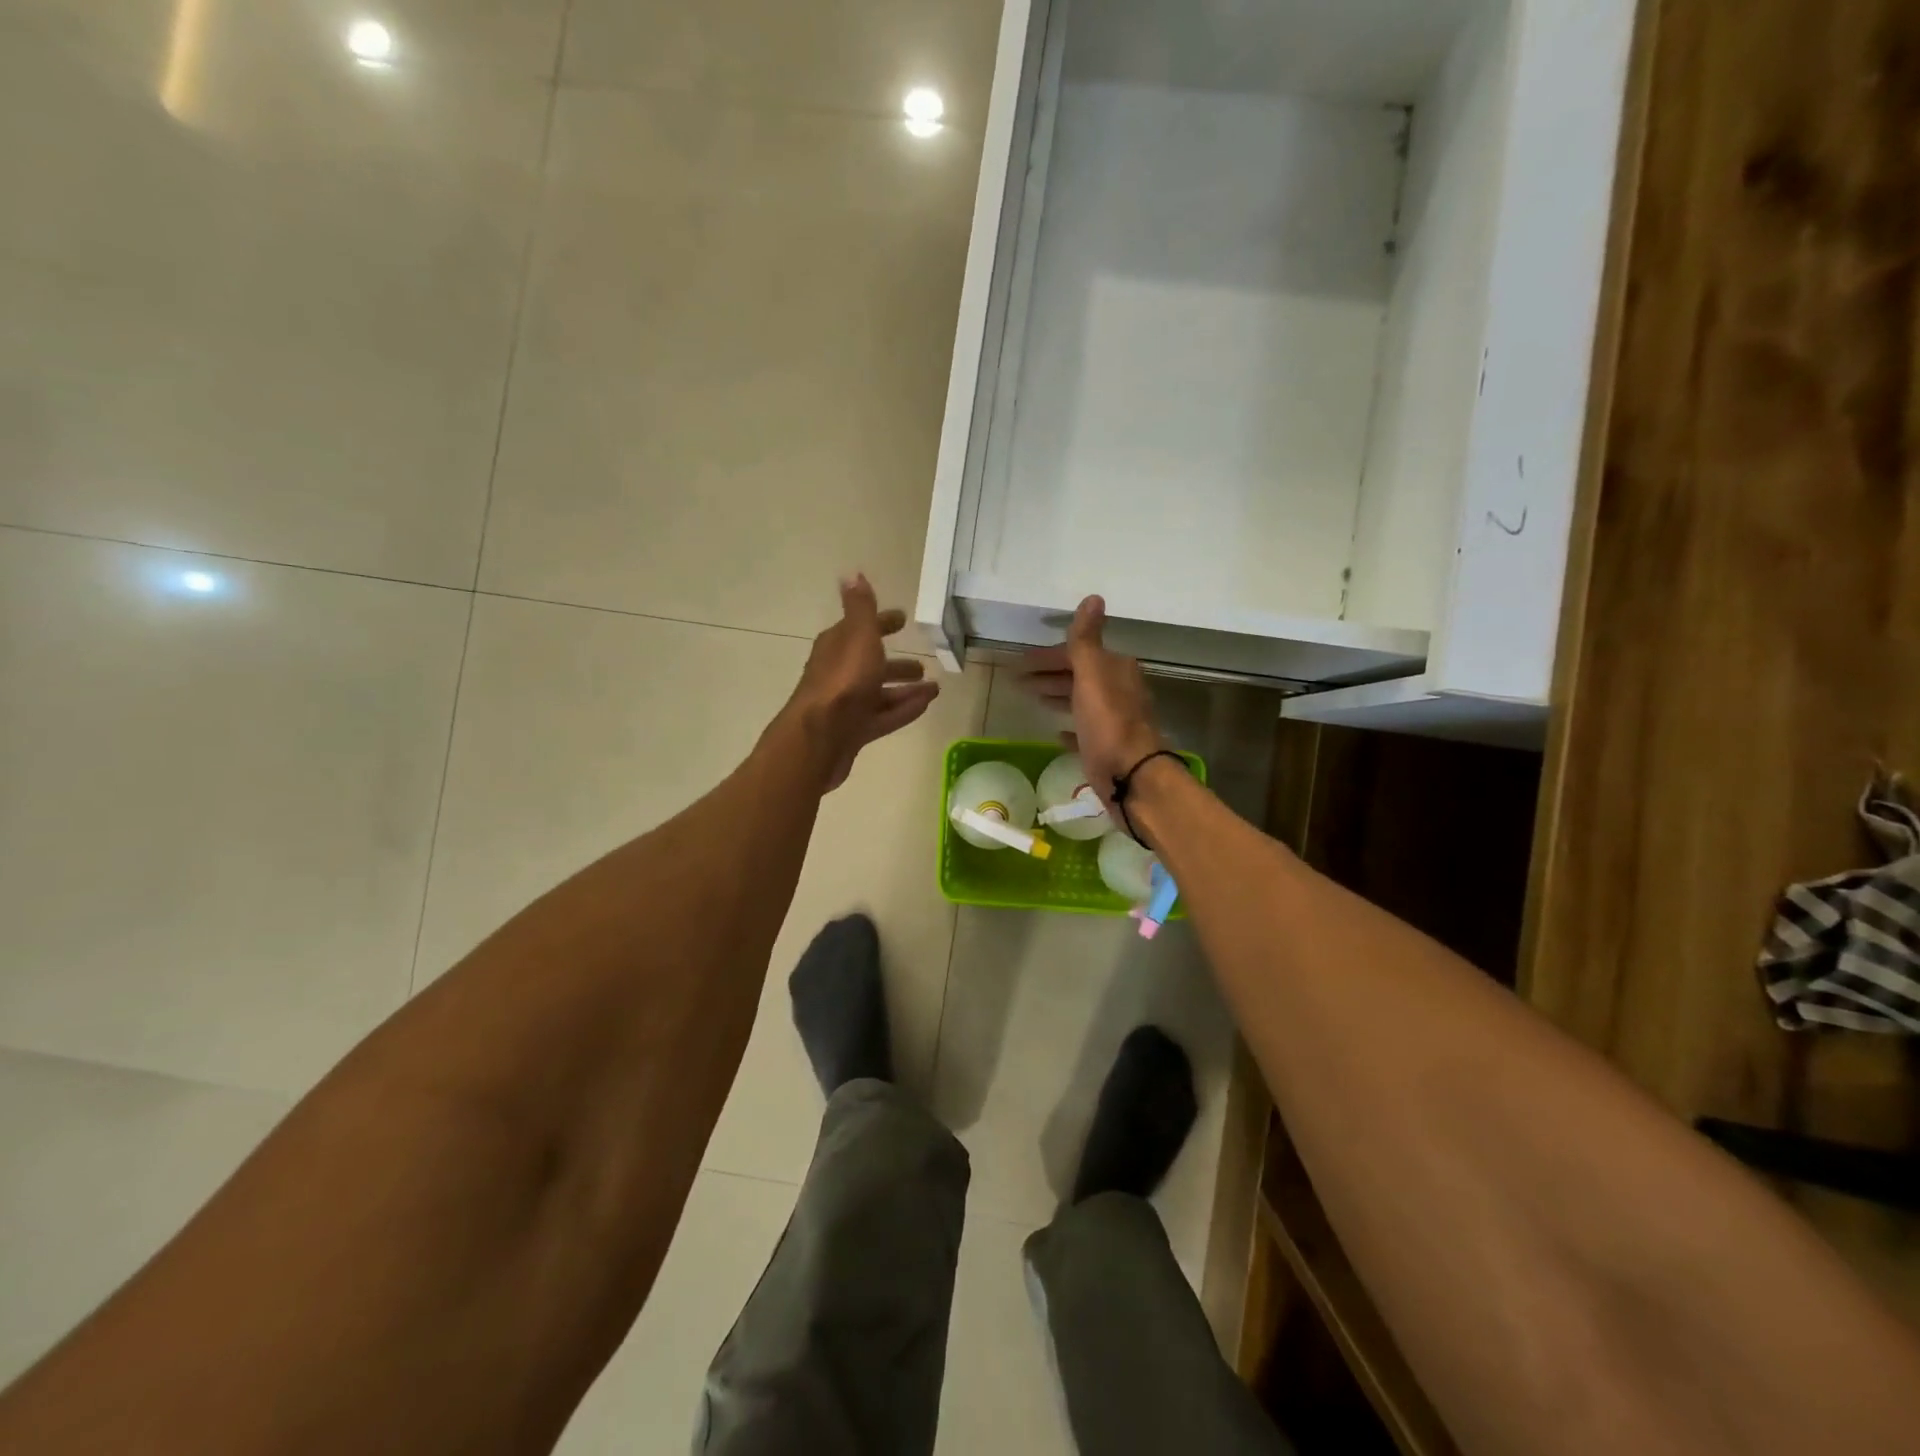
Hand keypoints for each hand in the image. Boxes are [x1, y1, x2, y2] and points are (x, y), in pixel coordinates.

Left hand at [784, 575, 939, 791]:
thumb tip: (852, 573)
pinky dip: (904, 709)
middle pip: (871, 664)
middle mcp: (839, 673)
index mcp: (837, 646)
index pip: (861, 628)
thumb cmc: (842, 682)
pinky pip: (884, 716)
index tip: (902, 620)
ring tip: (934, 688)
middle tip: (922, 665)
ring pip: (879, 693)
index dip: (881, 623)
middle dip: (895, 663)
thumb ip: (860, 608)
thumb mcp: (857, 637)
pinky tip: (926, 706)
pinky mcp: (854, 731)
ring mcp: (847, 704)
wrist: (819, 737)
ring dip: (904, 689)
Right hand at [1020, 596, 1162, 811]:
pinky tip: (1056, 731)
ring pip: (1080, 700)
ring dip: (1057, 694)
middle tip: (1018, 680)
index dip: (1048, 656)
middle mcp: (1117, 690)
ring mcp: (1113, 720)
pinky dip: (1069, 727)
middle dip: (1049, 674)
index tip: (1020, 662)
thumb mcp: (1092, 675)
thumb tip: (1093, 597)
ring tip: (1031, 697)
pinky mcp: (1107, 746)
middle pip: (1078, 675)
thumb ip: (1086, 639)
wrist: (1129, 775)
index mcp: (1115, 670)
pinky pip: (1084, 730)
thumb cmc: (1107, 723)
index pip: (1077, 653)